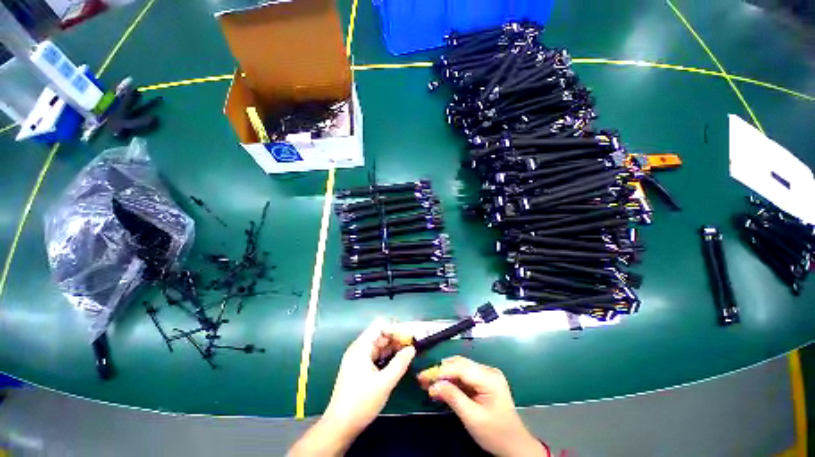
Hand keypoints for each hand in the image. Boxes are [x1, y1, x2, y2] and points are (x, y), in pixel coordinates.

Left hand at [289, 318, 415, 455]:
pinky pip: (375, 355)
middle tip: (412, 344)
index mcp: (361, 347)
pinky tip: (397, 361)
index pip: (379, 326)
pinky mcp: (359, 368)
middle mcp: (358, 348)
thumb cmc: (361, 403)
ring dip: (393, 347)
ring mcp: (358, 358)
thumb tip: (411, 348)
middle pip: (380, 334)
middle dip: (396, 337)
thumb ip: (399, 363)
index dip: (395, 328)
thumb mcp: (384, 383)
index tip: (409, 336)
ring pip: (378, 345)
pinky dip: (387, 355)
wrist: (340, 427)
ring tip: (409, 351)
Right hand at [418, 356, 548, 456]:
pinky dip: (451, 381)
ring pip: (460, 368)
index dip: (440, 371)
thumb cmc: (495, 434)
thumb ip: (453, 398)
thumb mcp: (472, 418)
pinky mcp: (484, 381)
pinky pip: (464, 376)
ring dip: (444, 375)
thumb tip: (433, 385)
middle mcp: (488, 371)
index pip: (460, 368)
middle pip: (459, 364)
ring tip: (428, 383)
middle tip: (422, 379)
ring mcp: (487, 375)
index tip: (423, 377)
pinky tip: (441, 387)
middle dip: (440, 371)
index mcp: (489, 378)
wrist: (515, 446)